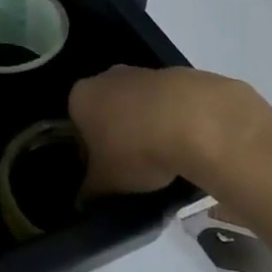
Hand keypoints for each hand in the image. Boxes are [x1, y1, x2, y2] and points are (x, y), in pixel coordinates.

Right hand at [69, 66, 263, 197]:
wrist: (195, 120)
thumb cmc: (135, 149)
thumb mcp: (106, 182)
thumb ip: (90, 190)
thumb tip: (84, 198)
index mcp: (80, 98)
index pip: (76, 126)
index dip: (89, 152)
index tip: (105, 172)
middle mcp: (106, 77)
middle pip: (107, 111)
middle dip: (117, 135)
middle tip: (132, 166)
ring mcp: (144, 72)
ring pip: (138, 105)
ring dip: (145, 127)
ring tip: (163, 158)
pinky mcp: (178, 75)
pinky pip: (167, 104)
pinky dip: (172, 120)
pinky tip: (185, 144)